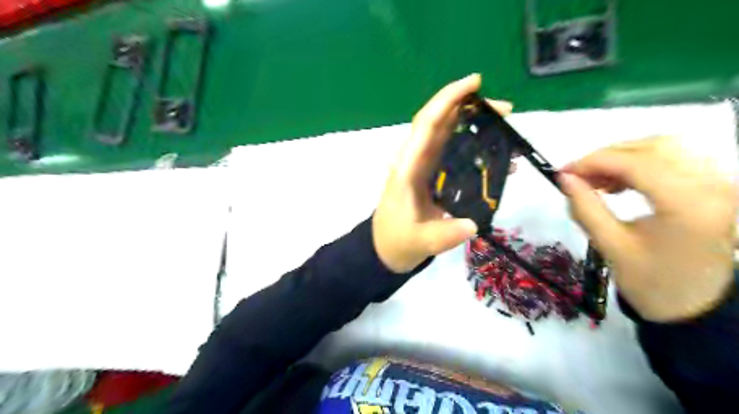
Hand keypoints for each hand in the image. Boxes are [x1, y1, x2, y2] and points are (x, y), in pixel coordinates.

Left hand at [374, 75, 512, 273]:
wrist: (386, 248)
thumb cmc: (397, 240)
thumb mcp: (419, 241)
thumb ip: (444, 234)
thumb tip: (472, 224)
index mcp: (408, 167)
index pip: (427, 124)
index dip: (448, 99)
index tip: (475, 83)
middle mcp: (415, 160)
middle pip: (442, 123)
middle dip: (471, 109)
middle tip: (506, 110)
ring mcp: (424, 168)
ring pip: (449, 136)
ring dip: (476, 126)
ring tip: (506, 127)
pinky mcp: (432, 177)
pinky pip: (454, 155)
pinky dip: (475, 149)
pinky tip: (497, 156)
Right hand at [564, 137, 734, 321]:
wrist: (694, 306)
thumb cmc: (651, 282)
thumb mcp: (610, 246)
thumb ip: (585, 208)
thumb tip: (564, 178)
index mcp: (689, 206)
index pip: (637, 163)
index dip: (594, 161)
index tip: (563, 171)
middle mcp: (714, 187)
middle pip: (655, 146)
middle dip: (608, 155)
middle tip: (578, 175)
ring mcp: (721, 184)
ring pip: (667, 147)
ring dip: (625, 156)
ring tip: (598, 179)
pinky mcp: (717, 187)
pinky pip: (677, 158)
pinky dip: (642, 162)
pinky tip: (622, 181)